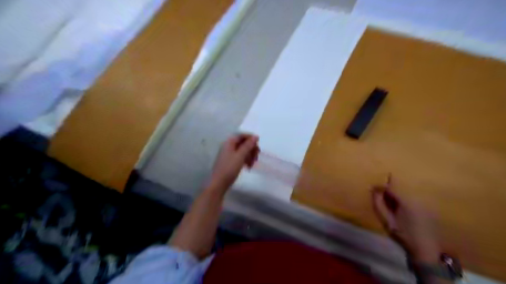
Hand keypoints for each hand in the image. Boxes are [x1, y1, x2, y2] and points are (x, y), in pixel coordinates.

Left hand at [207, 134, 258, 191]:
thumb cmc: (229, 168)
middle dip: (251, 149)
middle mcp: (228, 146)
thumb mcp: (240, 156)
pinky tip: (248, 167)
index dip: (251, 138)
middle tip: (257, 157)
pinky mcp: (230, 161)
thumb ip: (248, 145)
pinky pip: (240, 157)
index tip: (259, 144)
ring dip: (249, 155)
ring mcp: (229, 154)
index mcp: (229, 142)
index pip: (241, 135)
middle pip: (243, 143)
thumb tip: (255, 136)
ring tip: (253, 164)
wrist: (219, 183)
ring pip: (242, 151)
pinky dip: (245, 160)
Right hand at [371, 177, 438, 262]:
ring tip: (390, 206)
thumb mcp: (386, 220)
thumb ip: (378, 203)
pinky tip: (402, 213)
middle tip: (380, 198)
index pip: (391, 188)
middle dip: (388, 193)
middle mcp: (416, 199)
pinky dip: (404, 203)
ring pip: (405, 196)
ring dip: (396, 198)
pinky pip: (412, 201)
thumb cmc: (403, 234)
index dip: (381, 187)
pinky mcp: (428, 210)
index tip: (372, 189)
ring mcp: (424, 205)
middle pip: (399, 190)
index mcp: (406, 201)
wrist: (425, 250)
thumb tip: (373, 190)